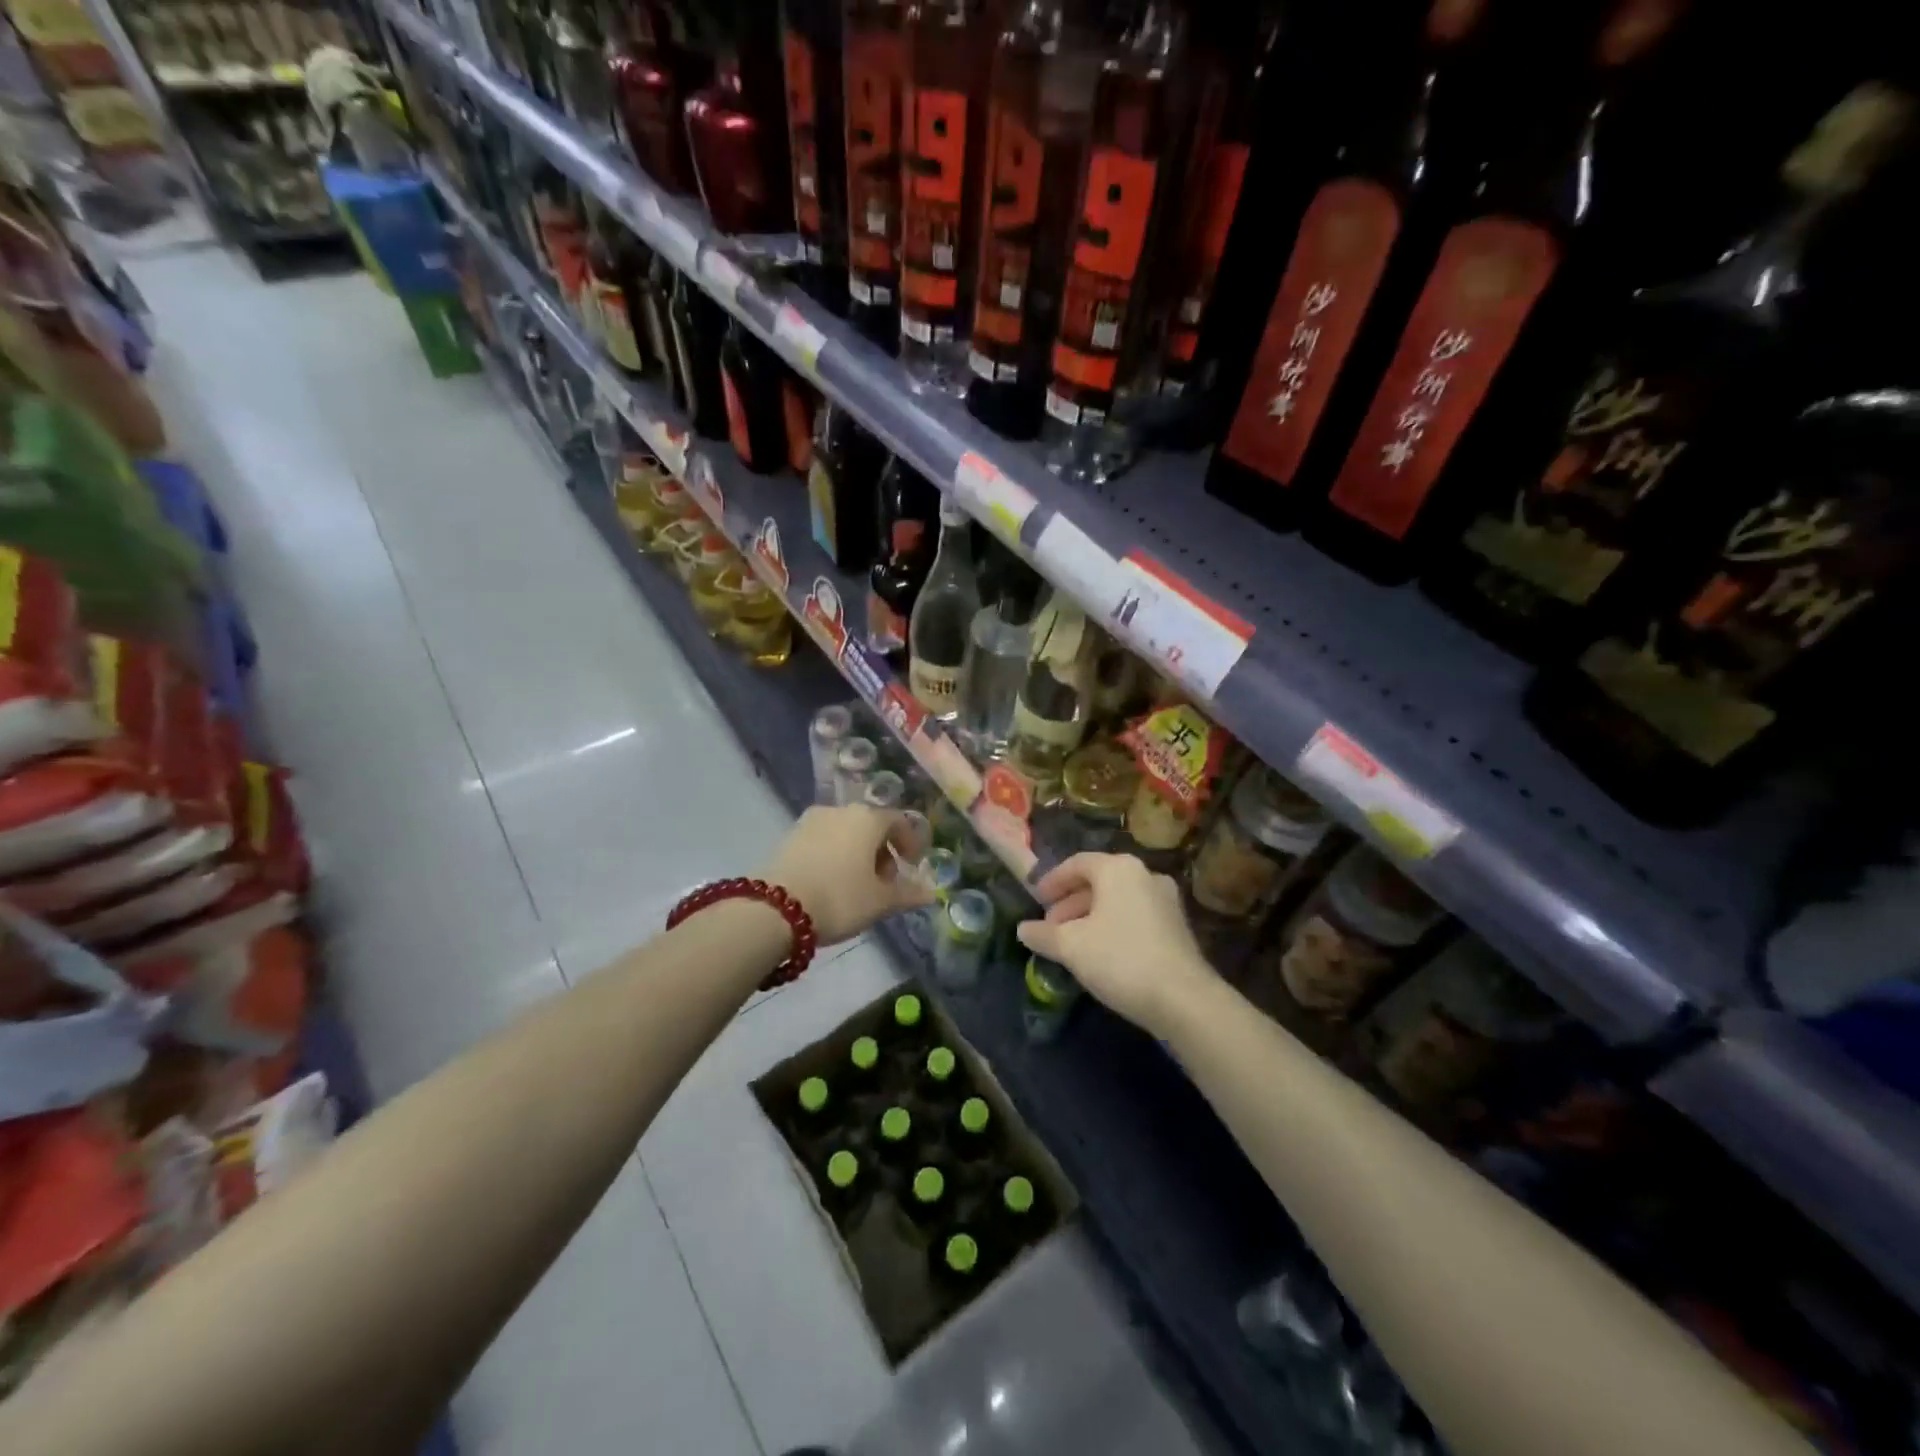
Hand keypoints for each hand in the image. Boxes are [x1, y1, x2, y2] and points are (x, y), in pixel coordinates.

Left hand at [760, 805, 933, 944]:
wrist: (774, 908)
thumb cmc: (839, 898)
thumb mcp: (880, 902)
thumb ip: (908, 894)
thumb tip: (931, 893)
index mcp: (868, 818)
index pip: (898, 821)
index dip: (910, 843)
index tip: (912, 866)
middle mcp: (840, 810)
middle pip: (870, 825)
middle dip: (882, 851)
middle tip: (885, 881)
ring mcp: (811, 820)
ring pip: (845, 832)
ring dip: (857, 853)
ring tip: (857, 885)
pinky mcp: (789, 835)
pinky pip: (823, 840)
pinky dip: (834, 855)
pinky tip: (831, 882)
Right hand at [1016, 853, 1215, 1037]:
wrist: (1184, 999)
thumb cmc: (1120, 960)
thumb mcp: (1071, 947)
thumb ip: (1043, 934)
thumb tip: (1023, 929)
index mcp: (1118, 869)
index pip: (1077, 863)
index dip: (1052, 881)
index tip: (1036, 900)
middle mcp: (1145, 874)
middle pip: (1098, 881)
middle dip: (1070, 903)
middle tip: (1050, 928)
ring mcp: (1165, 899)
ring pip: (1117, 900)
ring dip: (1090, 916)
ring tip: (1072, 944)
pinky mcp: (1177, 925)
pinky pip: (1135, 915)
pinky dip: (1113, 925)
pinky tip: (1101, 953)